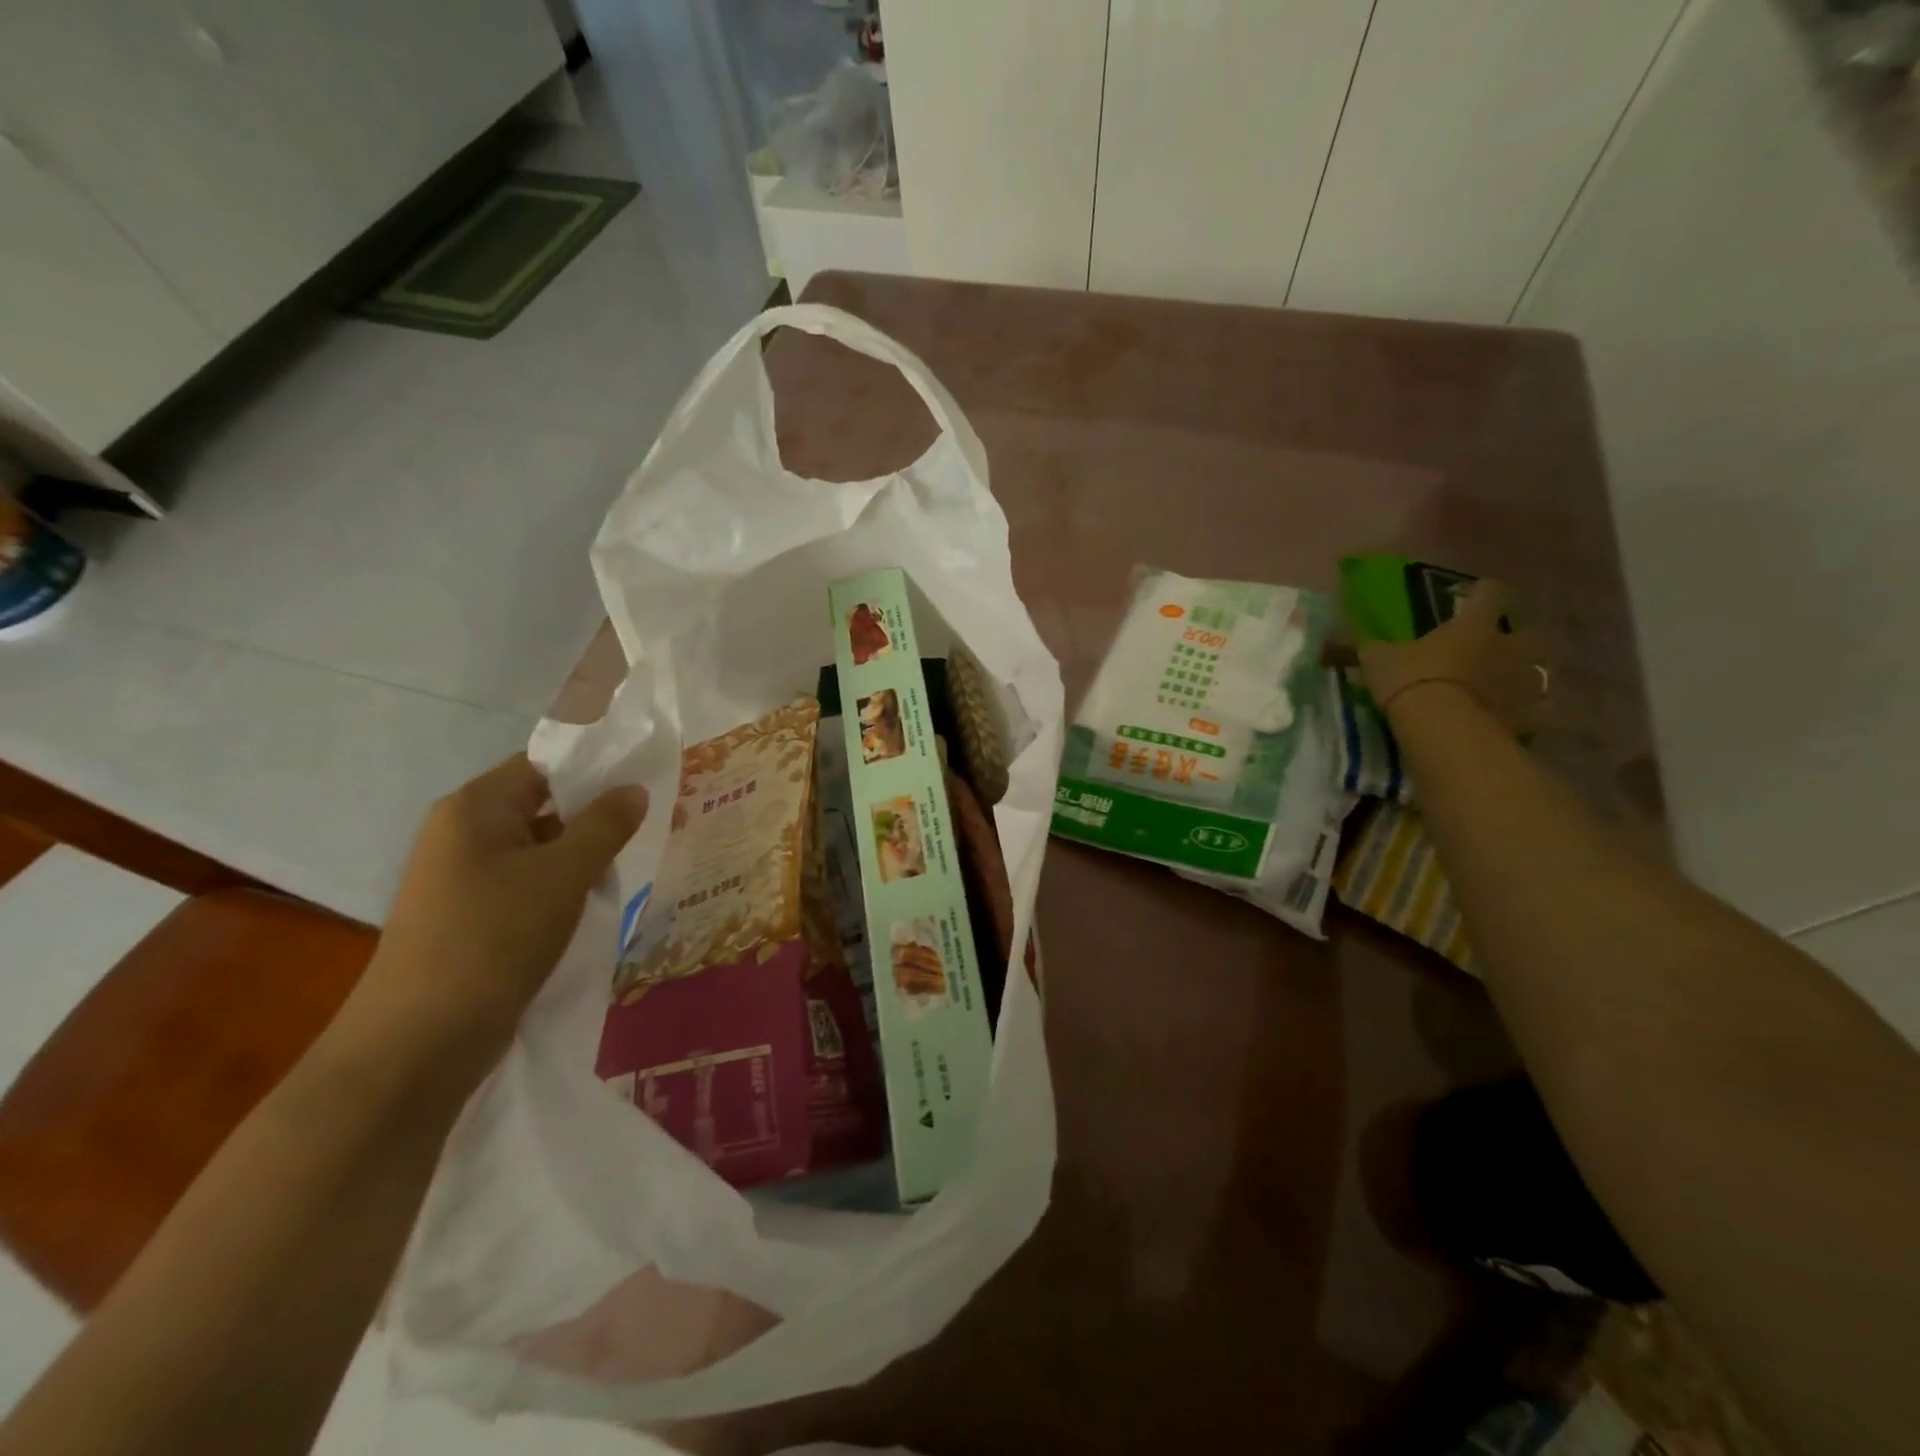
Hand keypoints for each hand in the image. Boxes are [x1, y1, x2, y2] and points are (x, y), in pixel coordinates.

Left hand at [364, 755, 648, 1054]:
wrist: (420, 1040)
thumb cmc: (495, 937)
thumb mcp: (564, 874)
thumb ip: (605, 825)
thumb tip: (634, 789)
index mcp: (475, 807)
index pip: (543, 763)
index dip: (594, 767)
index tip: (643, 781)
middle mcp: (462, 832)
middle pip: (541, 803)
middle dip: (594, 814)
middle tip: (647, 824)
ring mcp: (462, 876)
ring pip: (537, 846)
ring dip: (581, 853)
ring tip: (627, 864)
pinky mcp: (469, 915)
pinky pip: (525, 882)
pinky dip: (560, 884)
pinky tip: (592, 901)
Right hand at [1357, 579, 1550, 734]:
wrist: (1442, 728)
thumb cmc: (1411, 679)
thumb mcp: (1377, 659)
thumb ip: (1370, 646)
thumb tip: (1343, 639)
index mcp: (1474, 625)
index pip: (1490, 593)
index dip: (1482, 592)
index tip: (1470, 597)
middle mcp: (1508, 647)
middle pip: (1529, 633)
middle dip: (1515, 640)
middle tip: (1494, 649)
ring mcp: (1524, 682)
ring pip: (1539, 672)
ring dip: (1524, 676)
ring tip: (1504, 687)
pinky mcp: (1528, 717)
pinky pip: (1535, 712)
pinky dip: (1525, 714)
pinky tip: (1509, 719)